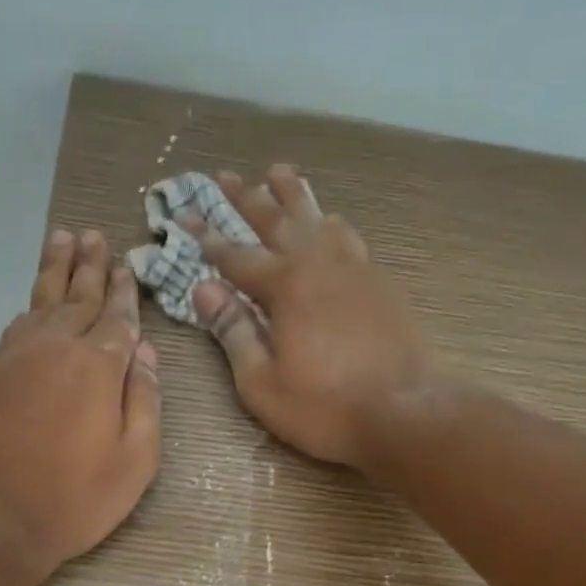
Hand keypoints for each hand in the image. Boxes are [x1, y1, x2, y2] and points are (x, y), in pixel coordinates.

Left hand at [0, 229, 161, 581]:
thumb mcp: (135, 462)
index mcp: (98, 368)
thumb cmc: (76, 499)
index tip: (129, 268)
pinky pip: (17, 324)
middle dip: (91, 267)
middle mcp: (56, 349)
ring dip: (56, 270)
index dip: (125, 294)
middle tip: (96, 236)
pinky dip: (30, 304)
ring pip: (42, 301)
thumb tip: (147, 353)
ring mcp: (18, 358)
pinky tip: (35, 300)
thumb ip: (146, 402)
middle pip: (78, 298)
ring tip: (63, 239)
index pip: (118, 319)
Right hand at [187, 165, 430, 468]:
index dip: (206, 236)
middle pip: (277, 221)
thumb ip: (234, 333)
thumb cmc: (324, 408)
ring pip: (318, 219)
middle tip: (226, 175)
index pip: (234, 255)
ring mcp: (354, 270)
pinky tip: (331, 222)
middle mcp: (318, 264)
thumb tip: (204, 289)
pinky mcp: (380, 284)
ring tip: (279, 173)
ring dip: (294, 196)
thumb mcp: (262, 383)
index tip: (183, 215)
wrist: (402, 412)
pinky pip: (349, 238)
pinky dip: (331, 223)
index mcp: (284, 287)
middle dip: (247, 198)